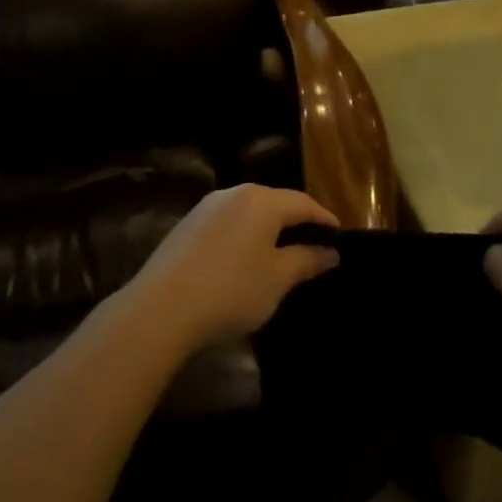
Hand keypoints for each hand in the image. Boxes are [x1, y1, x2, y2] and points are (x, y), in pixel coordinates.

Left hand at [125, 185, 339, 349]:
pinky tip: (245, 260)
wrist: (162, 308)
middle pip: (275, 202)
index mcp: (262, 200)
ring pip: (249, 212)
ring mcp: (206, 207)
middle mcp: (234, 193)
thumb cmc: (232, 290)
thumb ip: (306, 260)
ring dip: (268, 229)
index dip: (325, 219)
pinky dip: (244, 236)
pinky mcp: (187, 225)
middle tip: (314, 245)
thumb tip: (331, 252)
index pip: (303, 203)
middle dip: (297, 222)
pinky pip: (228, 223)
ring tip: (282, 254)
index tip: (340, 237)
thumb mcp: (277, 279)